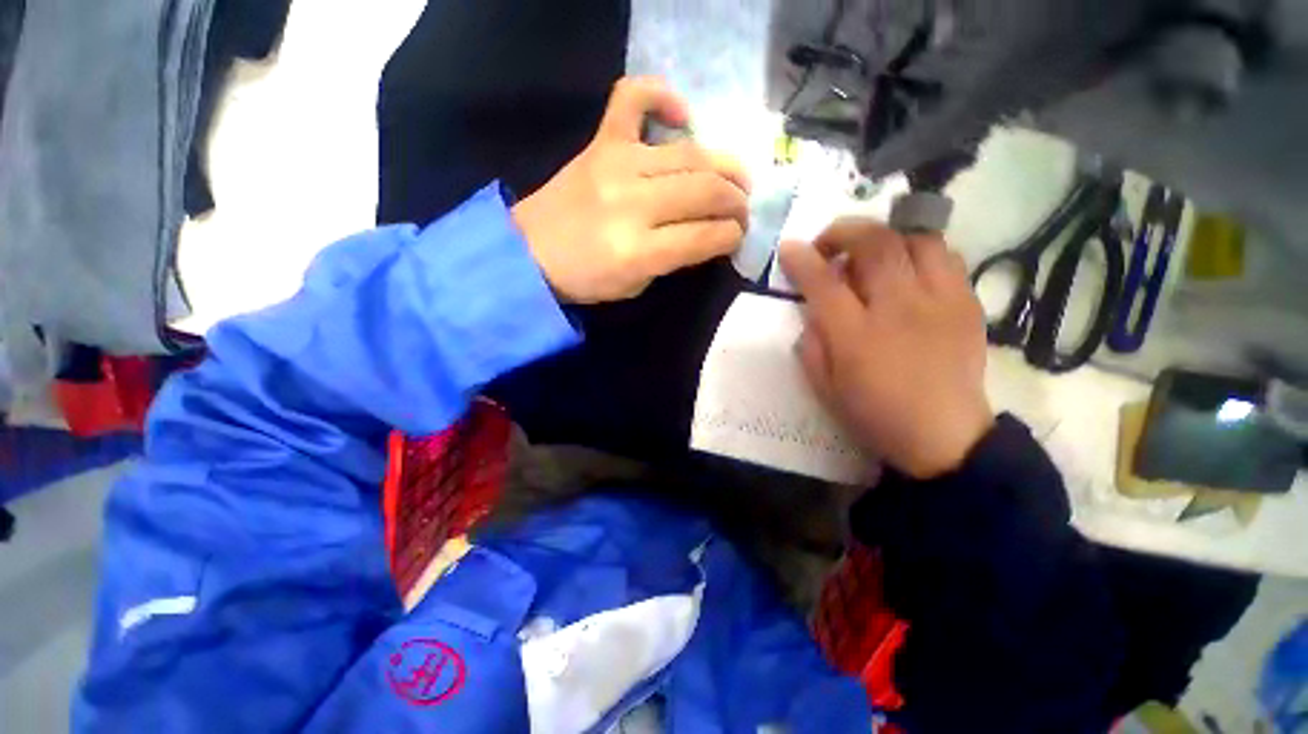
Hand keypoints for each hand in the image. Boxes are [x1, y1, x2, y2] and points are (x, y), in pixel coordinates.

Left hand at [512, 77, 750, 303]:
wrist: (530, 253)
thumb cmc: (586, 279)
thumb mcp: (637, 285)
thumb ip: (676, 258)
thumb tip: (709, 234)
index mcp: (640, 251)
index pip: (707, 236)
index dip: (732, 236)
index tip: (738, 237)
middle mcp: (634, 203)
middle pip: (707, 191)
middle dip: (737, 203)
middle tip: (742, 211)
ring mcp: (617, 164)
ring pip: (690, 154)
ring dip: (724, 166)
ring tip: (734, 179)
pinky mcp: (600, 142)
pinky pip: (633, 98)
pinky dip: (661, 95)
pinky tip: (682, 117)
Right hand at [780, 220, 994, 478]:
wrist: (944, 437)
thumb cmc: (874, 415)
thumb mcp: (824, 387)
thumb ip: (812, 343)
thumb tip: (814, 308)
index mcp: (857, 338)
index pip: (824, 282)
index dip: (802, 259)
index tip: (790, 249)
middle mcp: (900, 310)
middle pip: (874, 244)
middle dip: (843, 231)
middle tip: (828, 244)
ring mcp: (941, 302)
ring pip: (915, 239)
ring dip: (884, 237)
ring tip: (869, 253)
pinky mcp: (968, 303)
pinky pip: (946, 256)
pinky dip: (917, 251)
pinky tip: (905, 269)